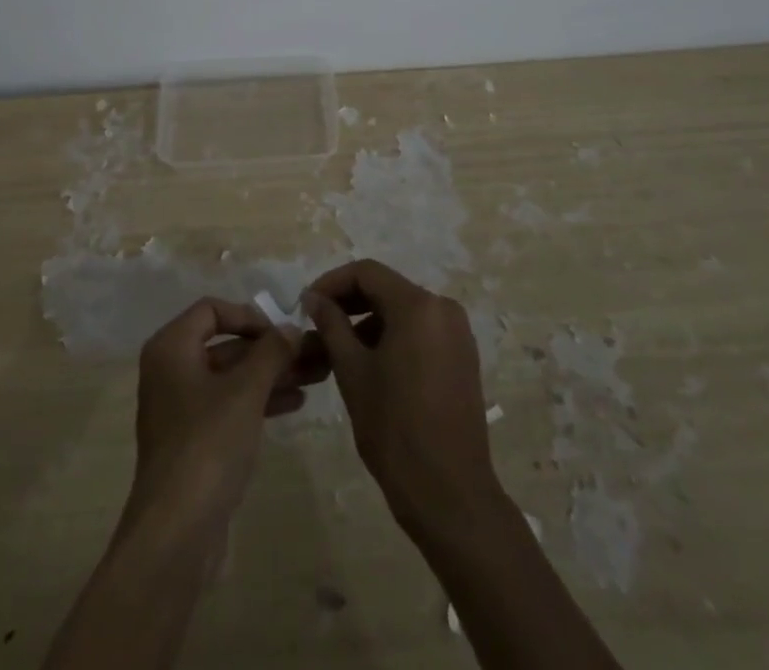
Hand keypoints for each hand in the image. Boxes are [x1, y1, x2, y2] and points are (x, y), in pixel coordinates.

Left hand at [121, 298, 314, 549]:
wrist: (177, 531)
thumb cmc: (208, 444)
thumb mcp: (246, 391)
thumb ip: (271, 352)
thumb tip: (291, 327)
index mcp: (171, 347)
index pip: (212, 310)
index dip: (249, 315)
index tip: (282, 330)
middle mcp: (171, 370)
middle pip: (226, 344)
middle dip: (270, 349)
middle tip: (313, 352)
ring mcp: (181, 407)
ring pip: (232, 377)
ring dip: (271, 374)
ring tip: (316, 375)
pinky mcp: (194, 440)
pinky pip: (230, 405)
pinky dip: (259, 400)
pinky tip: (295, 402)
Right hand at [303, 260, 501, 534]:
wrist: (450, 495)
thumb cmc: (395, 429)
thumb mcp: (353, 372)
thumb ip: (331, 325)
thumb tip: (314, 297)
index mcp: (418, 306)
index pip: (367, 273)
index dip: (332, 282)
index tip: (306, 305)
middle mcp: (443, 309)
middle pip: (387, 289)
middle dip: (349, 303)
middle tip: (317, 326)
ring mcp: (458, 334)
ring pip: (403, 311)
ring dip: (368, 322)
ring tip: (337, 351)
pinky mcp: (462, 358)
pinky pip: (420, 332)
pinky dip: (392, 338)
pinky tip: (369, 365)